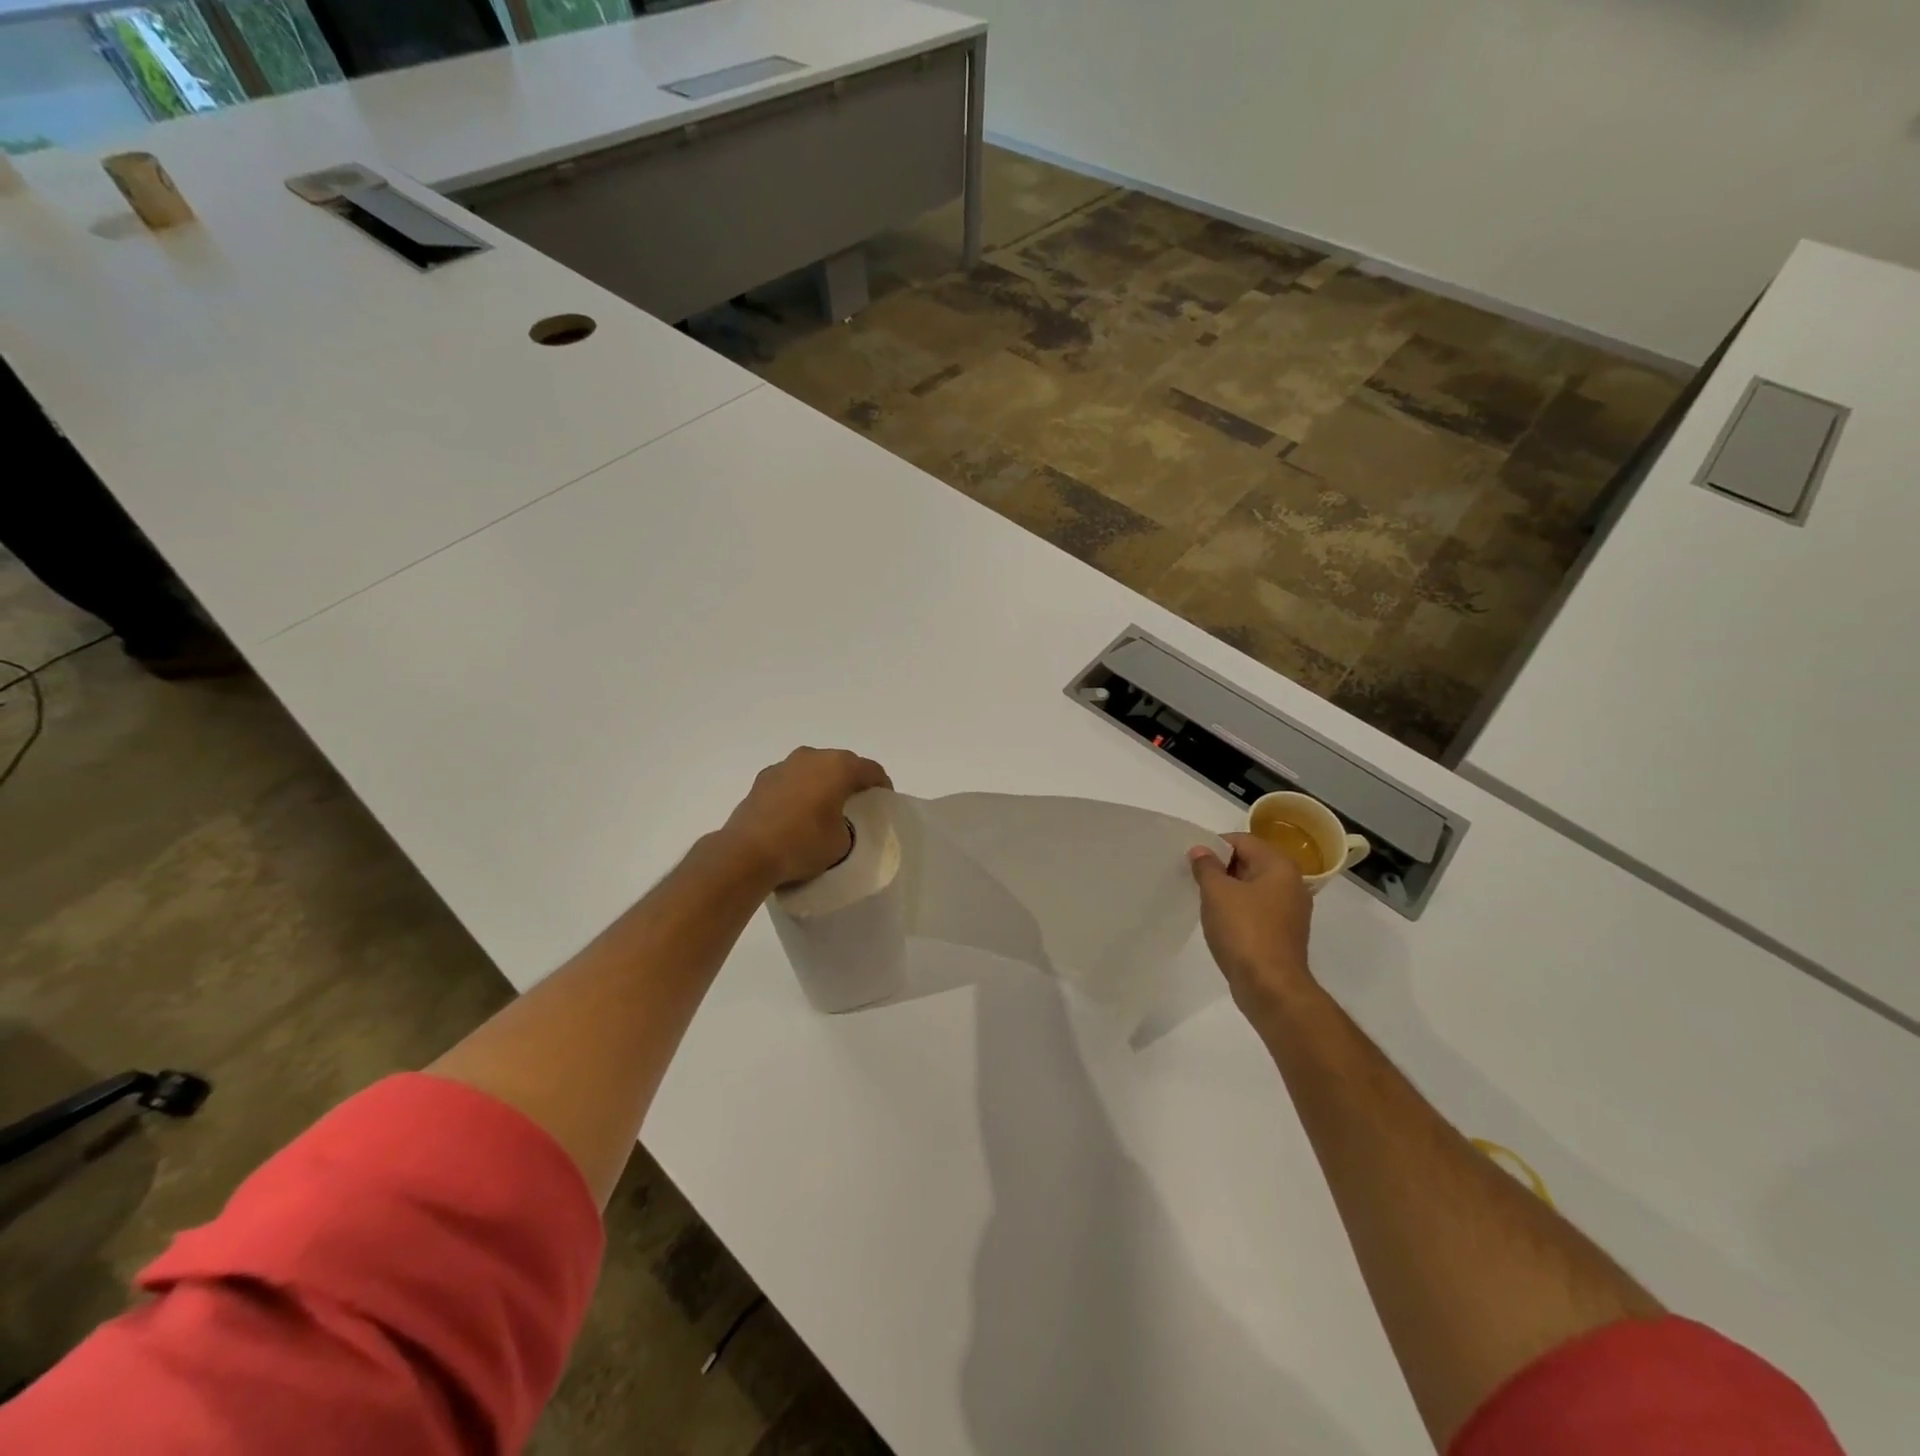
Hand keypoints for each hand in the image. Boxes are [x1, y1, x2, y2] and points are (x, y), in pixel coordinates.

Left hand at [719, 747, 891, 888]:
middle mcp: (811, 756)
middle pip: (842, 764)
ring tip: (825, 809)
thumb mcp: (842, 842)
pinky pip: (791, 780)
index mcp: (838, 766)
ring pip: (813, 769)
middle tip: (857, 805)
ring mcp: (783, 765)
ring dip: (822, 783)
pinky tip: (797, 814)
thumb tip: (836, 823)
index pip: (871, 770)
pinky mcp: (762, 779)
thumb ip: (848, 826)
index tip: (883, 802)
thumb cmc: (802, 844)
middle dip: (851, 781)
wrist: (746, 853)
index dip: (882, 786)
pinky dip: (799, 791)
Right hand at [1189, 832, 1315, 1026]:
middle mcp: (1291, 884)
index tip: (1192, 860)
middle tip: (1193, 878)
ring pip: (1252, 888)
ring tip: (1203, 900)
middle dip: (1220, 867)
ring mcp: (1290, 911)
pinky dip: (1237, 910)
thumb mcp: (1217, 892)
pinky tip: (1219, 921)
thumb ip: (1206, 866)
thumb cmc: (1244, 931)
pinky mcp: (1283, 933)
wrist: (1270, 987)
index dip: (1214, 845)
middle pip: (1250, 862)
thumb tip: (1201, 850)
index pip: (1243, 841)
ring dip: (1228, 890)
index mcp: (1280, 867)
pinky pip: (1257, 910)